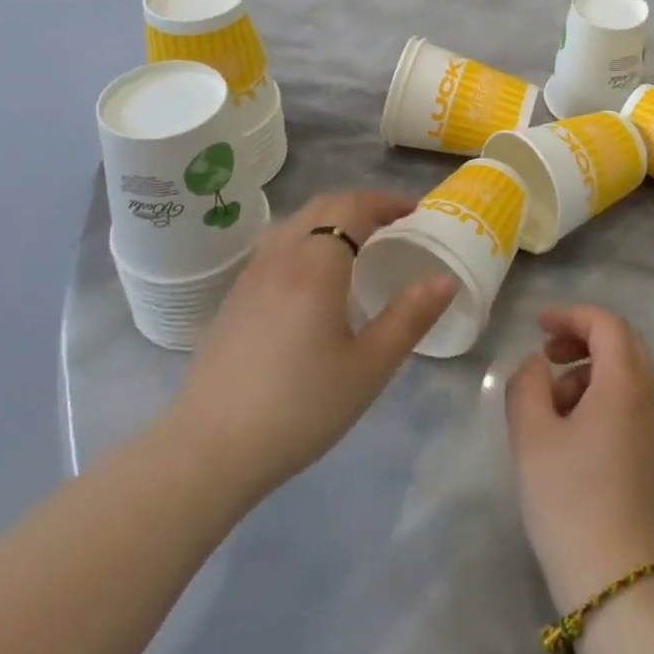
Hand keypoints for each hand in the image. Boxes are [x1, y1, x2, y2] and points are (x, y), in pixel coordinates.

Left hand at [168, 190, 456, 503]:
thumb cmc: (299, 408)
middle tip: (394, 223)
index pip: (353, 208)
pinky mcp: (233, 299)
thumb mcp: (368, 368)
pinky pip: (276, 246)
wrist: (208, 451)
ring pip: (295, 224)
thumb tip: (445, 279)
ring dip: (331, 220)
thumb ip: (410, 318)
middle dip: (362, 205)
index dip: (387, 201)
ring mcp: (250, 276)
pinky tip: (315, 278)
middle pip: (323, 207)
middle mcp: (280, 257)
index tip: (416, 211)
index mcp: (315, 266)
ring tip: (358, 244)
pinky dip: (307, 240)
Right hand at [506, 306, 653, 609]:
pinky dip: (598, 395)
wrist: (617, 579)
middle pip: (622, 343)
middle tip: (547, 353)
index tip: (538, 326)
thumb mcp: (532, 436)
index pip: (606, 324)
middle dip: (583, 337)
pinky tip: (567, 429)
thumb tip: (536, 363)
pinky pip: (626, 403)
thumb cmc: (570, 498)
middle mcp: (647, 397)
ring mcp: (652, 428)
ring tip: (549, 399)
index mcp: (624, 383)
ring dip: (588, 369)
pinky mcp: (649, 455)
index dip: (571, 315)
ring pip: (624, 374)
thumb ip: (527, 385)